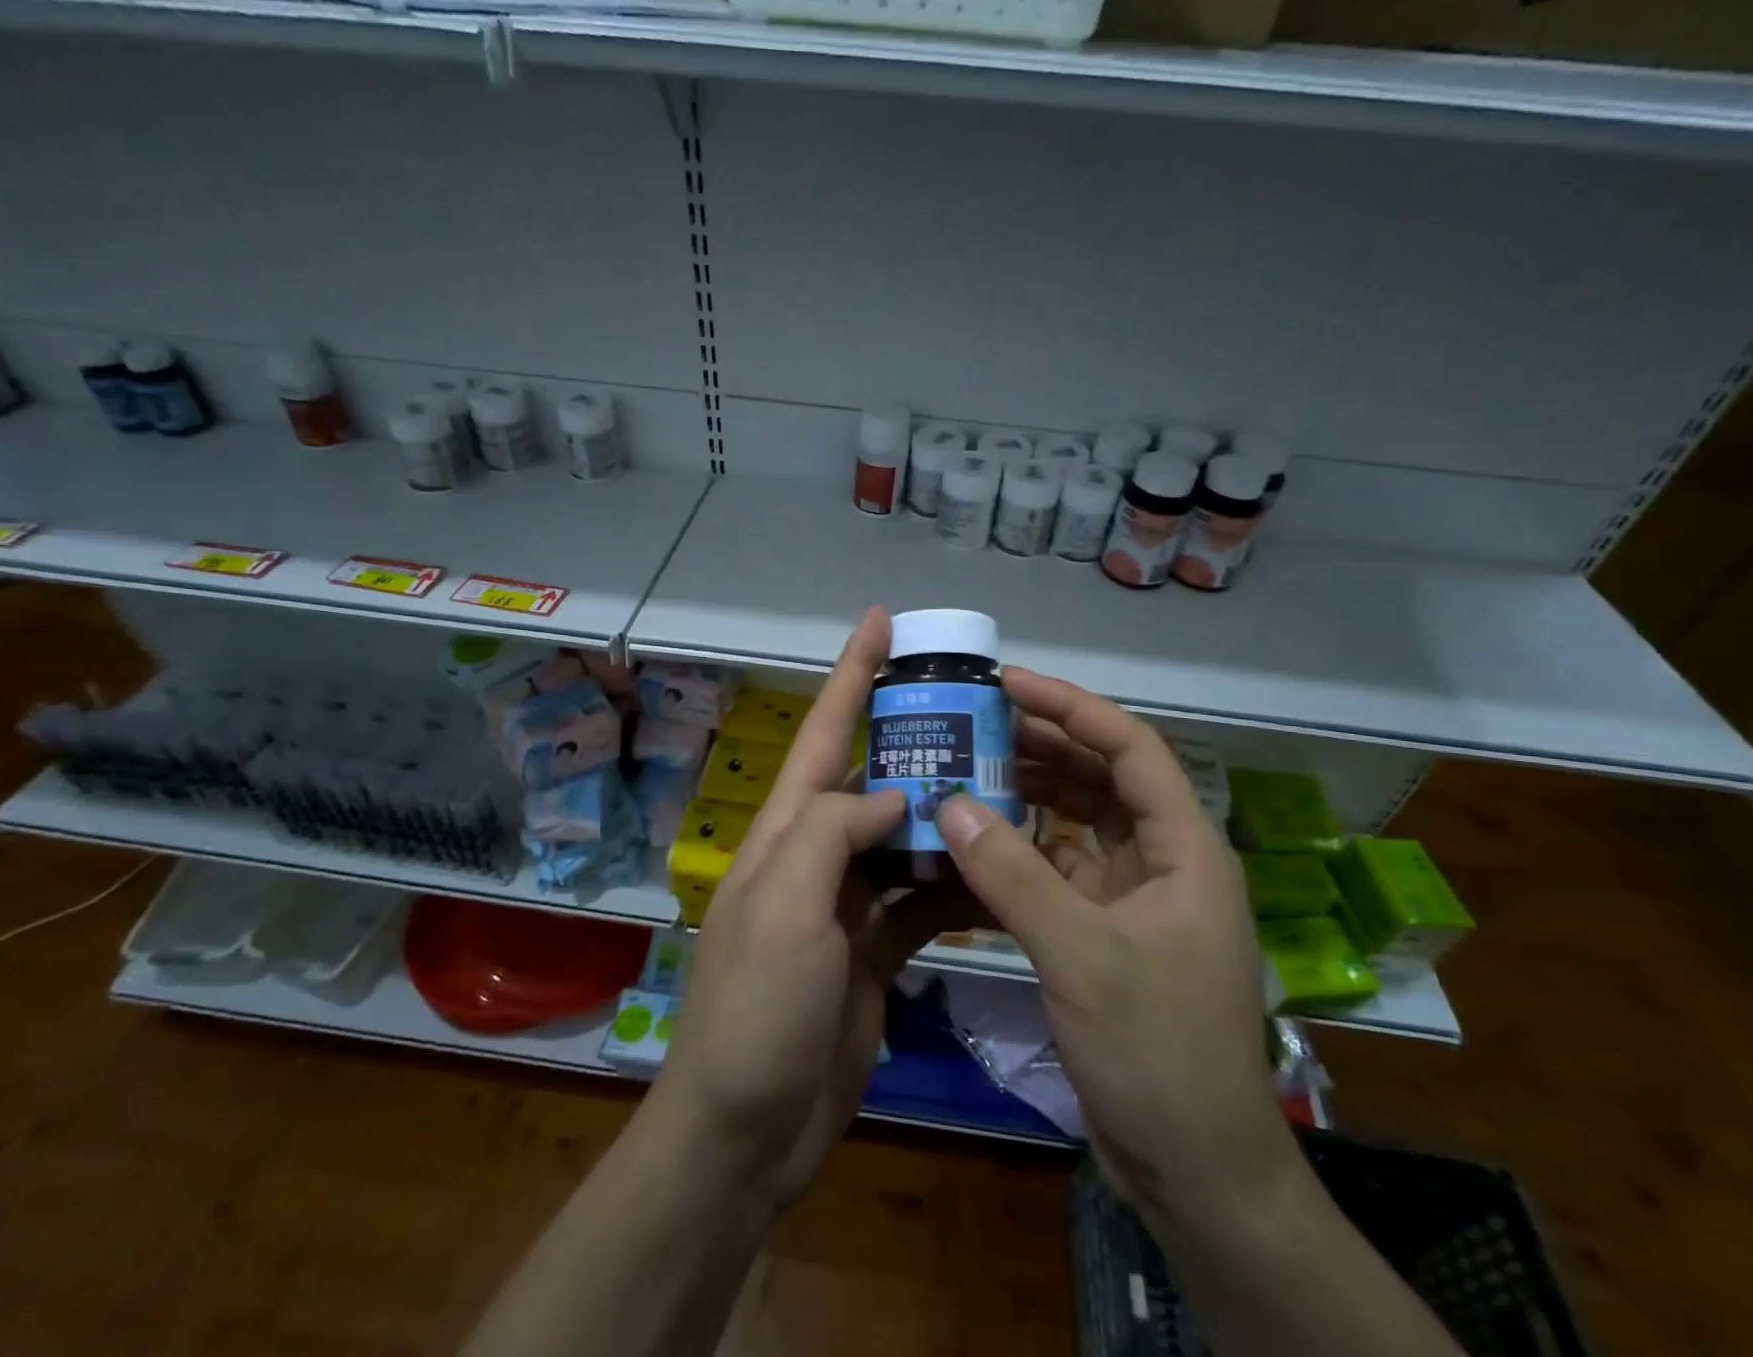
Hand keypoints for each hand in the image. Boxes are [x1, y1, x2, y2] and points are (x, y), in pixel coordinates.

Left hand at [650, 608, 962, 1210]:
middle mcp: (817, 856)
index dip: (851, 674)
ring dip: (946, 812)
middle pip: (871, 778)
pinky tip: (996, 870)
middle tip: (974, 705)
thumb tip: (892, 794)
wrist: (748, 1130)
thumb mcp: (784, 904)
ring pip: (905, 838)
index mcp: (787, 832)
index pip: (825, 734)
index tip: (882, 622)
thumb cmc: (756, 1008)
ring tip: (1005, 780)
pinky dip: (954, 884)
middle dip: (915, 737)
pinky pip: (921, 899)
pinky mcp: (874, 950)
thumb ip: (833, 832)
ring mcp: (847, 904)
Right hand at [935, 668, 1295, 1226]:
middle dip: (1041, 745)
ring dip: (1027, 794)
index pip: (1130, 748)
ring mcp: (1134, 895)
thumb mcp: (1082, 956)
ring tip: (966, 769)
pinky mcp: (1106, 928)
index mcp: (1183, 848)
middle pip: (1101, 777)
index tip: (1010, 683)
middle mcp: (1163, 859)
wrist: (1195, 1169)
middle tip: (973, 723)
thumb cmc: (1158, 1052)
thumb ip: (1013, 876)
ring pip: (1077, 820)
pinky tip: (975, 840)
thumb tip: (948, 804)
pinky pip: (1058, 867)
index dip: (1071, 707)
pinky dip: (1020, 850)